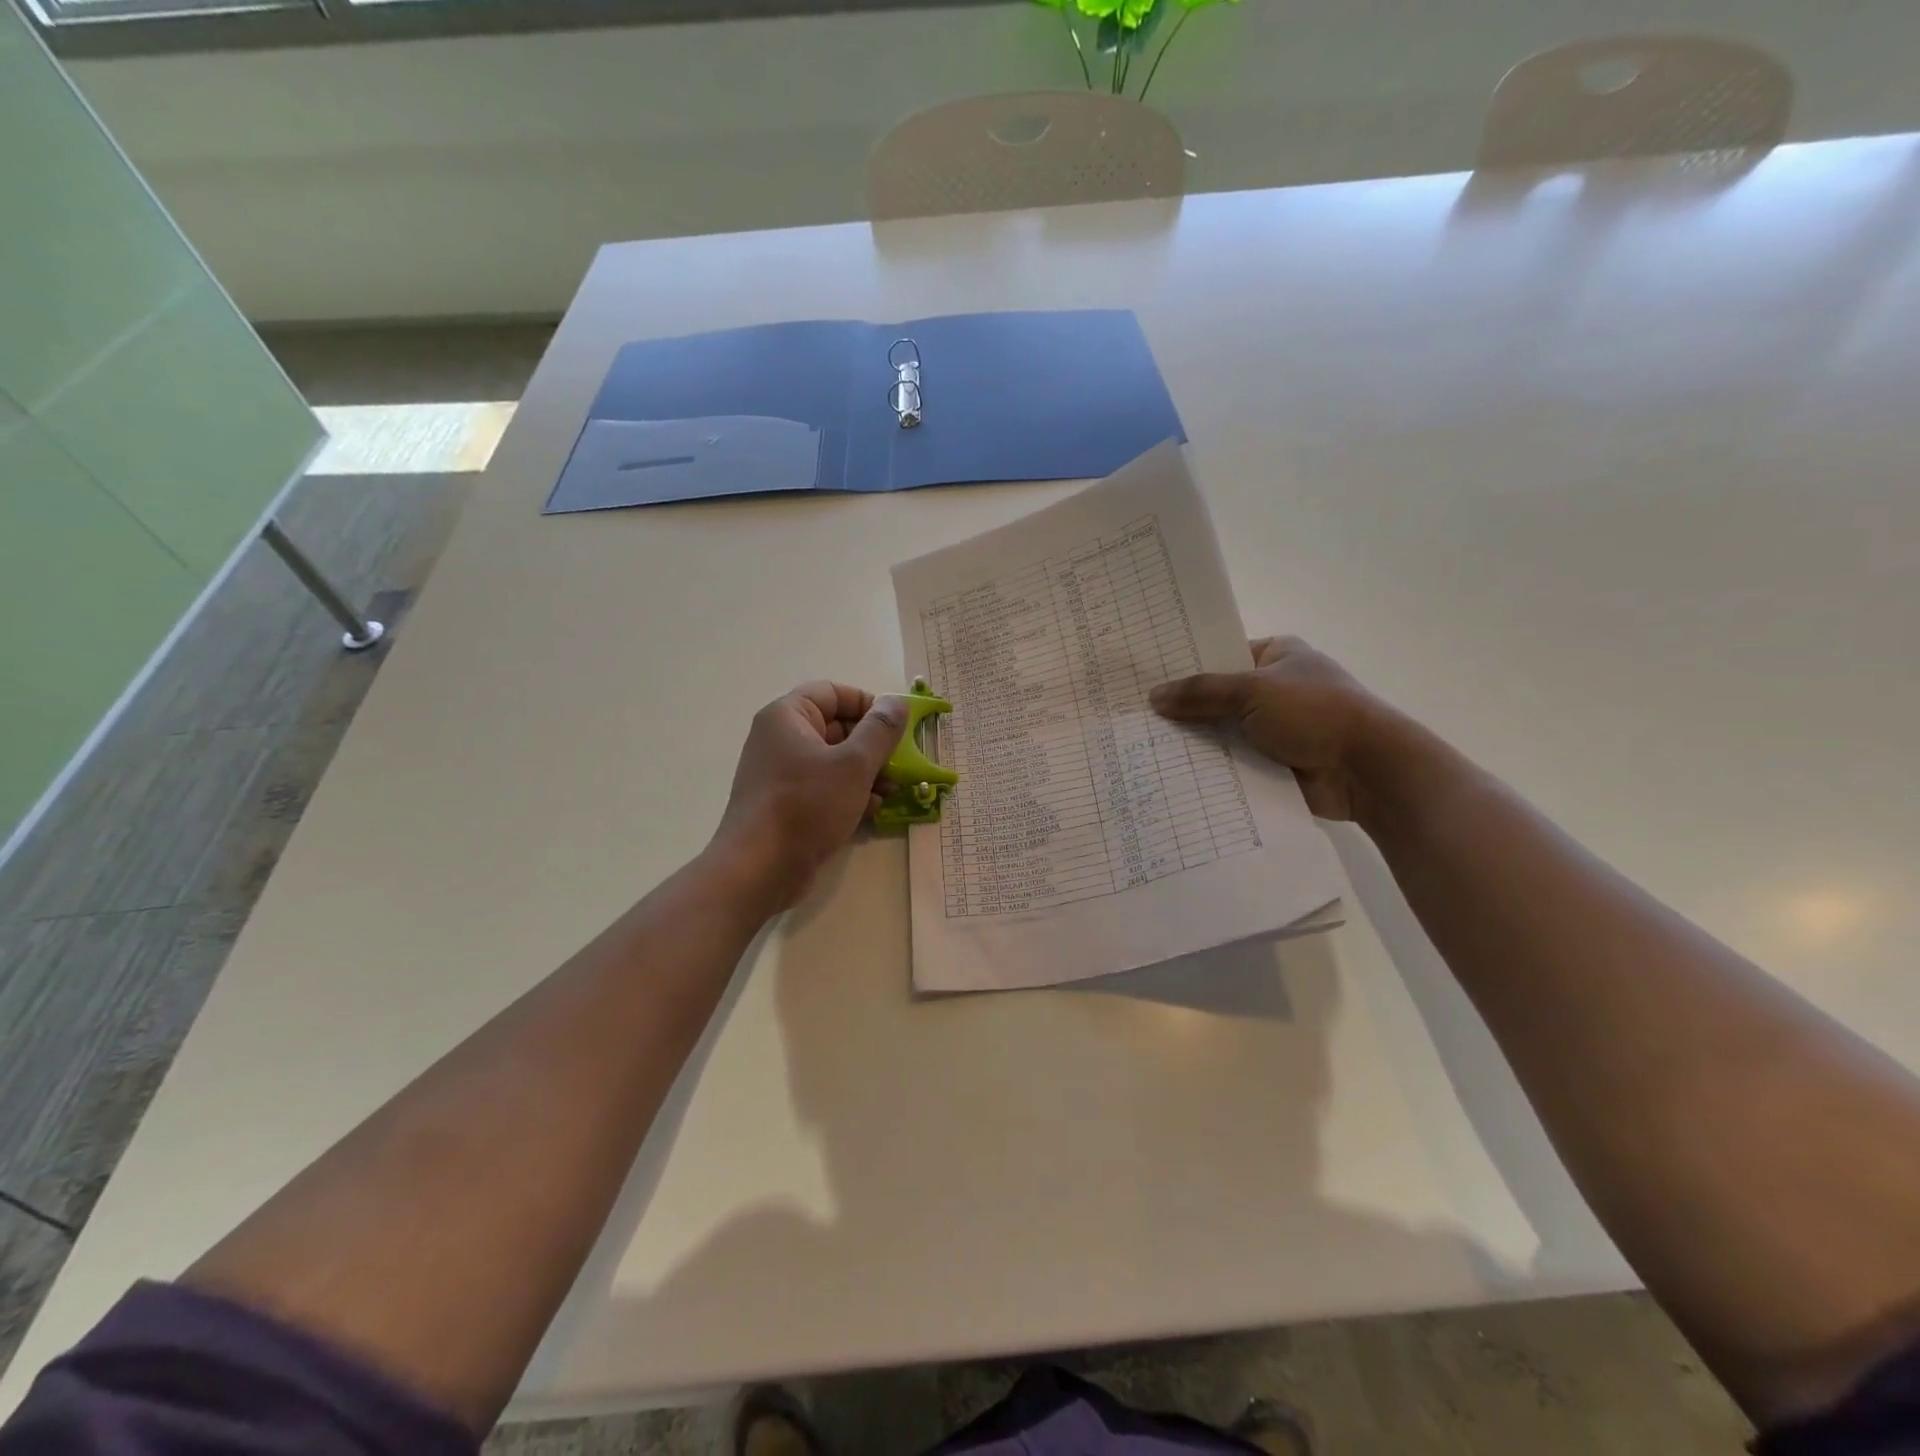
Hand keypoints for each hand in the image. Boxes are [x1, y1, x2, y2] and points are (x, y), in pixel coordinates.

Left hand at [709, 682, 906, 910]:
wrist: (759, 868)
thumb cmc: (806, 805)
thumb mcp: (853, 764)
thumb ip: (880, 730)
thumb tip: (896, 703)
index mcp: (788, 716)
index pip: (833, 693)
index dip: (868, 704)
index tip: (897, 727)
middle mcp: (780, 739)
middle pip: (836, 727)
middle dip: (874, 745)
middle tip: (903, 763)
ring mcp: (782, 774)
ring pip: (834, 761)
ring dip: (867, 772)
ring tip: (894, 790)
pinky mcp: (787, 805)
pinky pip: (824, 788)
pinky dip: (850, 794)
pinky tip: (873, 810)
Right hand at [1149, 636, 1401, 821]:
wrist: (1367, 769)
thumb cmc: (1314, 712)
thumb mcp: (1253, 691)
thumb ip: (1201, 692)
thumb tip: (1154, 697)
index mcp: (1276, 656)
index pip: (1221, 655)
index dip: (1186, 666)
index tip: (1146, 678)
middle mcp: (1274, 688)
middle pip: (1218, 696)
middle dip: (1184, 709)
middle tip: (1136, 716)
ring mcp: (1275, 728)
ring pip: (1222, 731)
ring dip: (1196, 742)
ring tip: (1144, 746)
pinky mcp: (1274, 762)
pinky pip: (1233, 762)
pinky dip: (1211, 768)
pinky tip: (1172, 773)